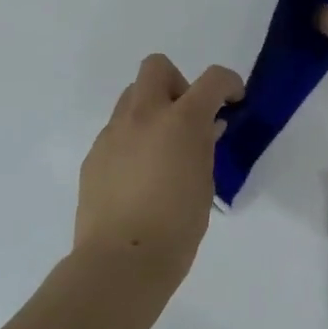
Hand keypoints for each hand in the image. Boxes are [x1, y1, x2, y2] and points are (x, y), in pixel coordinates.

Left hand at [75, 54, 243, 288]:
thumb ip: (204, 147)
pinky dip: (132, 139)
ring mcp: (113, 133)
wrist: (120, 261)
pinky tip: (138, 175)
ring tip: (161, 148)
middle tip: (186, 118)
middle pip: (156, 67)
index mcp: (181, 121)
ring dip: (151, 109)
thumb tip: (205, 130)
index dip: (228, 83)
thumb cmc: (177, 227)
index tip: (233, 100)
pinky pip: (116, 131)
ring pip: (131, 97)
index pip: (212, 79)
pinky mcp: (94, 155)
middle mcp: (144, 115)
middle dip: (176, 83)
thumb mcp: (204, 183)